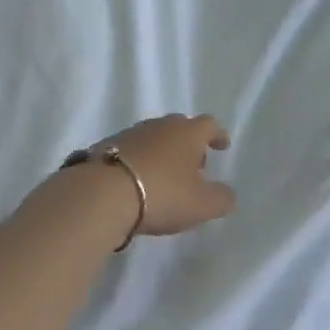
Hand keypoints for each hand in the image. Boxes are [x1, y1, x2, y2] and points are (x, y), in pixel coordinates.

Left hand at [100, 114, 235, 235]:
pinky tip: (138, 181)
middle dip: (189, 144)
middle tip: (195, 165)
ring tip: (166, 176)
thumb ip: (221, 198)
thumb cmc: (161, 194)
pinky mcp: (106, 146)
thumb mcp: (202, 205)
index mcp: (187, 133)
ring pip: (154, 137)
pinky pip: (132, 150)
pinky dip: (140, 161)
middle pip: (180, 127)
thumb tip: (226, 193)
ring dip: (163, 152)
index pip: (209, 125)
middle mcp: (159, 125)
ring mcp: (130, 133)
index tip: (222, 146)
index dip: (218, 135)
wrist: (102, 194)